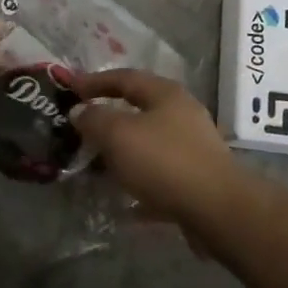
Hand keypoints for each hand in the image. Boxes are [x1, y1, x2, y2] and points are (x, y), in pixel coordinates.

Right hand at [69, 70, 244, 228]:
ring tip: (96, 167)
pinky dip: (138, 182)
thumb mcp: (119, 134)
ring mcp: (192, 147)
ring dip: (121, 153)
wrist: (217, 210)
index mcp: (165, 93)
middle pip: (138, 109)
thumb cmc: (165, 161)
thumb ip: (95, 119)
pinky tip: (122, 203)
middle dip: (108, 119)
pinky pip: (158, 175)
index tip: (69, 89)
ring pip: (147, 143)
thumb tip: (80, 111)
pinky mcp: (195, 179)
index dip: (95, 81)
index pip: (125, 77)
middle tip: (80, 129)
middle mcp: (182, 114)